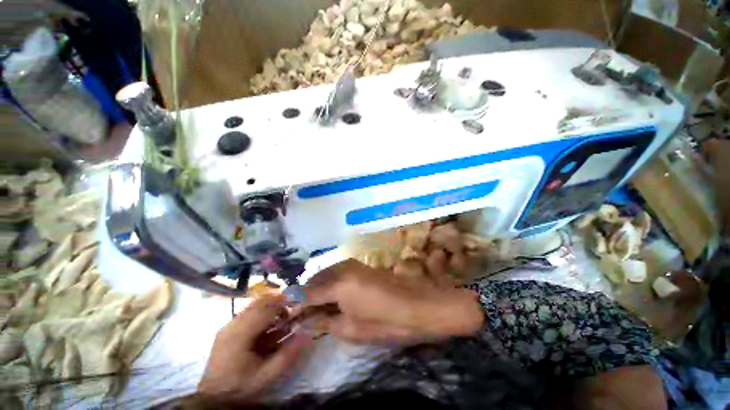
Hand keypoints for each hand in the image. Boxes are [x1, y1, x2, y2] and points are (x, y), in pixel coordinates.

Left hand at [198, 295, 309, 402]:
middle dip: (278, 303)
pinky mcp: (227, 329)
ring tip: (282, 318)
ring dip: (270, 307)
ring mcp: (228, 326)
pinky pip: (248, 313)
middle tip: (291, 311)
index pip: (265, 309)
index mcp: (240, 335)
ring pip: (253, 306)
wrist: (214, 399)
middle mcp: (232, 325)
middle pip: (259, 303)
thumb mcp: (267, 375)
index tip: (298, 306)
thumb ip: (287, 355)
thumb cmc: (241, 387)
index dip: (283, 304)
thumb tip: (307, 334)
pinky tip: (269, 326)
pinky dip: (262, 314)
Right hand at [302, 259, 483, 344]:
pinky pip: (337, 273)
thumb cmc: (386, 322)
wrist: (418, 305)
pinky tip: (332, 298)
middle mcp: (342, 267)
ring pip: (325, 275)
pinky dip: (330, 285)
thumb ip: (326, 322)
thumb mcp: (352, 329)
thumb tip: (309, 320)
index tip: (288, 318)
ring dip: (318, 290)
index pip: (307, 293)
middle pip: (315, 280)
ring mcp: (351, 264)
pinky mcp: (360, 265)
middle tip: (303, 316)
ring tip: (316, 309)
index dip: (296, 306)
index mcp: (338, 283)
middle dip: (306, 297)